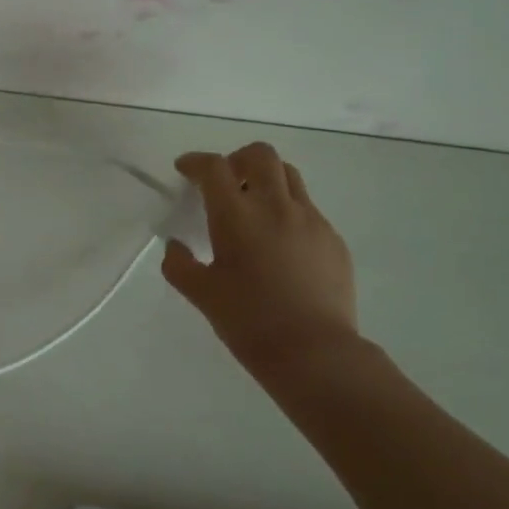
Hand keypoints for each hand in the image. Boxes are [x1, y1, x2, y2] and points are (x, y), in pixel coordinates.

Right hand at [160, 143, 358, 371]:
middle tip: (225, 182)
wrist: (315, 353)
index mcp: (237, 215)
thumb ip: (179, 264)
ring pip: (289, 176)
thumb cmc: (249, 320)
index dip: (196, 162)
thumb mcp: (201, 293)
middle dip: (237, 159)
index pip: (214, 167)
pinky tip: (280, 244)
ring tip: (254, 207)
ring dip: (266, 180)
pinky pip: (308, 209)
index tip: (185, 170)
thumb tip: (175, 247)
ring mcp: (311, 221)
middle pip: (260, 155)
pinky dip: (288, 210)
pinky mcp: (333, 240)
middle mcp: (275, 206)